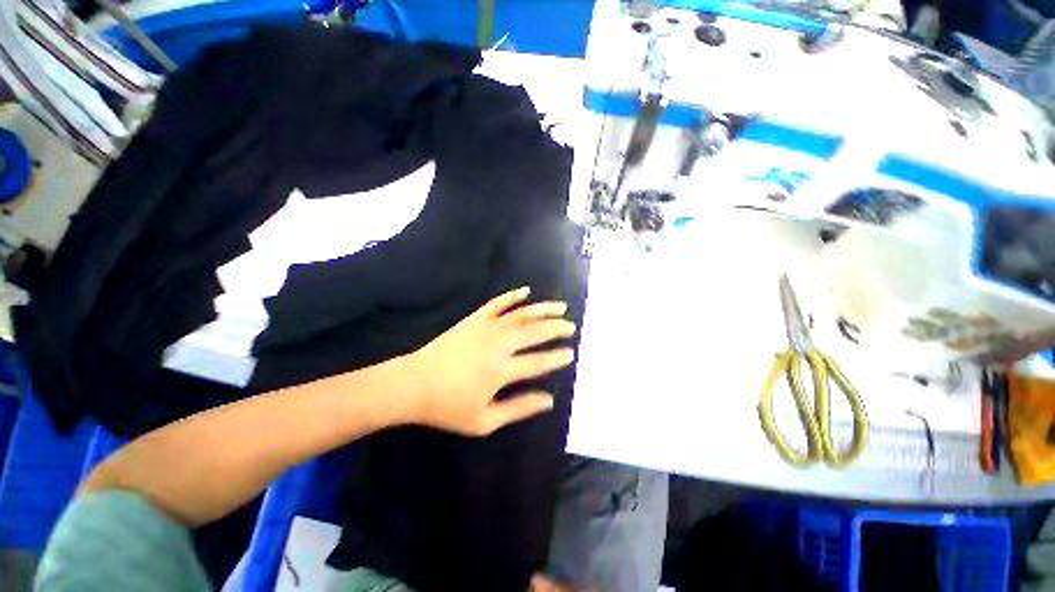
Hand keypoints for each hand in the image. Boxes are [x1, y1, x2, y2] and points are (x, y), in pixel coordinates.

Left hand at [402, 287, 576, 435]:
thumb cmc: (448, 407)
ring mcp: (486, 327)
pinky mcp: (474, 319)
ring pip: (521, 314)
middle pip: (535, 332)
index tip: (571, 353)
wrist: (413, 384)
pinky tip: (526, 290)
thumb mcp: (485, 421)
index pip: (538, 361)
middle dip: (556, 328)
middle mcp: (499, 344)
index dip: (557, 357)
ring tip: (560, 307)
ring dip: (543, 309)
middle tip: (571, 327)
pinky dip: (513, 296)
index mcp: (502, 370)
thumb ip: (519, 408)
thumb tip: (549, 400)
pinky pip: (497, 303)